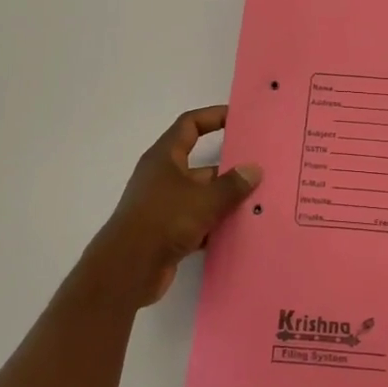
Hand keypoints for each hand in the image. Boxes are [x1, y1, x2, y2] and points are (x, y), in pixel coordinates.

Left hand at [83, 105, 261, 307]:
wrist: (127, 269)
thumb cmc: (164, 220)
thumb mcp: (204, 199)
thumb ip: (231, 185)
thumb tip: (254, 169)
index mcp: (165, 157)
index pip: (190, 125)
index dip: (213, 117)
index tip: (239, 118)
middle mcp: (163, 177)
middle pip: (201, 164)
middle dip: (229, 167)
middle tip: (260, 168)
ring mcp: (164, 205)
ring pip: (202, 195)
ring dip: (225, 199)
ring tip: (259, 201)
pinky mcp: (167, 232)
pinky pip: (198, 221)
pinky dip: (216, 225)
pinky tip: (241, 230)